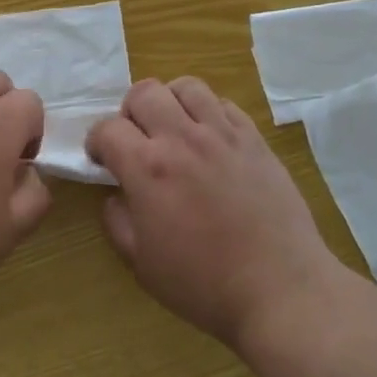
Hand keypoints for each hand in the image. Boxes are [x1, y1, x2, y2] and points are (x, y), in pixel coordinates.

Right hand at [88, 76, 336, 347]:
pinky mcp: (254, 139)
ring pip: (187, 87)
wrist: (280, 289)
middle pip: (144, 92)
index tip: (101, 159)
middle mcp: (182, 138)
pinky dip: (208, 112)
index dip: (97, 141)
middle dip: (129, 111)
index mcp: (148, 168)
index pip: (108, 128)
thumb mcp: (142, 264)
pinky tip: (209, 139)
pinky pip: (224, 104)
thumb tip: (116, 194)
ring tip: (174, 129)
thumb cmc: (204, 284)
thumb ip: (118, 221)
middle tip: (136, 139)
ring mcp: (222, 134)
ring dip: (170, 102)